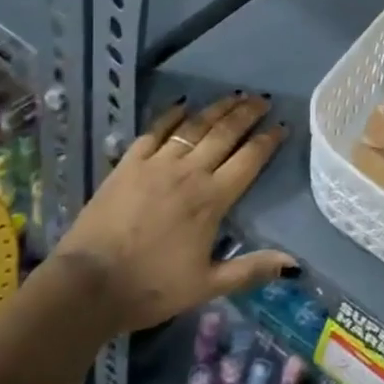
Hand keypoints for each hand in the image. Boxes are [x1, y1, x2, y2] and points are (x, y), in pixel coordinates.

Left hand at [53, 94, 296, 331]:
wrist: (89, 284)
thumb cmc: (151, 287)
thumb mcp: (207, 285)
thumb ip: (251, 269)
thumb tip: (294, 264)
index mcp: (212, 200)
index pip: (249, 160)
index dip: (268, 141)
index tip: (282, 126)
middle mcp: (189, 173)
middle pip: (225, 134)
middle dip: (247, 114)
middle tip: (262, 99)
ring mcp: (156, 164)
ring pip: (194, 126)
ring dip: (216, 109)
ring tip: (234, 96)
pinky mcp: (128, 163)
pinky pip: (155, 131)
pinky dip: (172, 115)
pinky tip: (183, 106)